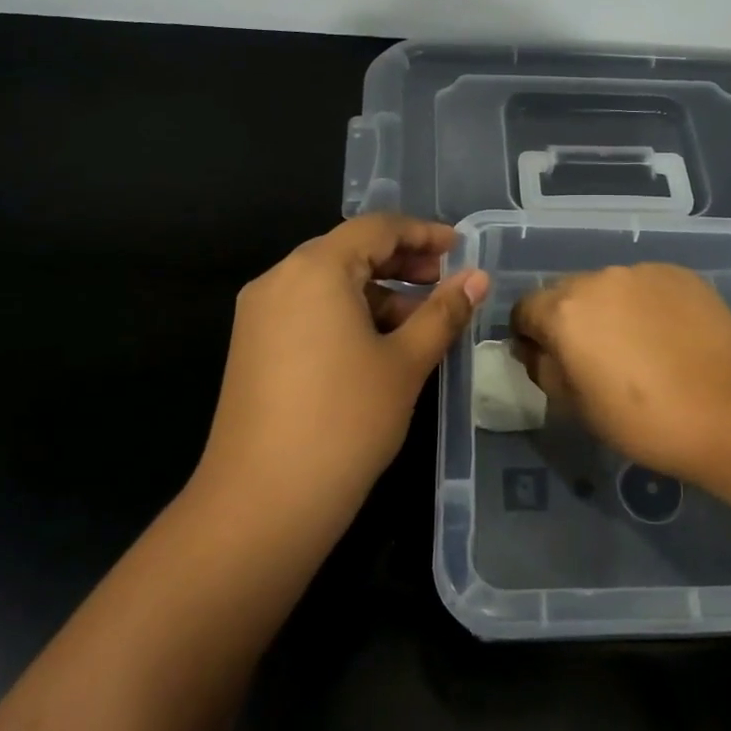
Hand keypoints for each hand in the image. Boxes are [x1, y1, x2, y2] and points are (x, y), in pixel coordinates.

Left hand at [196, 215, 487, 525]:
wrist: (263, 501)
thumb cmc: (346, 420)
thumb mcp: (406, 362)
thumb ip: (443, 312)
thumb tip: (478, 278)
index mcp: (315, 269)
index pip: (376, 228)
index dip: (423, 233)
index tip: (460, 248)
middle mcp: (279, 279)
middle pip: (348, 251)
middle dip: (401, 262)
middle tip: (444, 283)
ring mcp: (259, 314)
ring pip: (328, 283)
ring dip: (376, 293)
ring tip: (419, 323)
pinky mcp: (252, 347)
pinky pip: (308, 310)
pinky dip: (347, 315)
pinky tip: (377, 346)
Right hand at [512, 264, 730, 487]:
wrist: (730, 412)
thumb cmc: (642, 420)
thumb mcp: (575, 406)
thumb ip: (543, 369)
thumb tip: (537, 350)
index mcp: (565, 310)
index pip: (524, 309)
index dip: (528, 336)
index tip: (547, 360)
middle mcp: (599, 278)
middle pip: (565, 293)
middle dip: (568, 320)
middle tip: (592, 357)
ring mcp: (643, 271)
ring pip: (607, 287)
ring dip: (607, 309)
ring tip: (635, 345)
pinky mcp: (680, 274)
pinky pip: (644, 285)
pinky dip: (643, 304)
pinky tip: (665, 335)